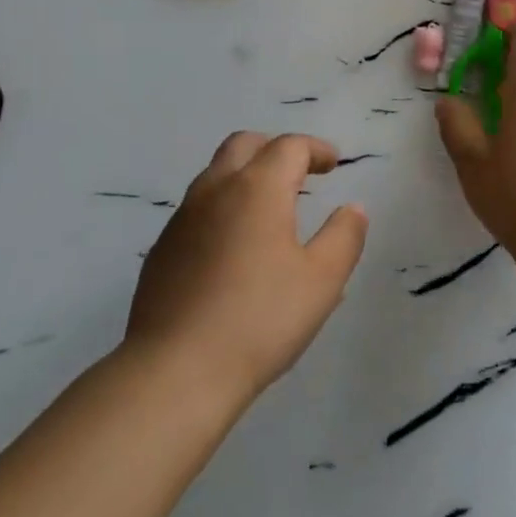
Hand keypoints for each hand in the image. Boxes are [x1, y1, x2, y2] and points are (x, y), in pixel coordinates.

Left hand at [125, 133, 368, 404]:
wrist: (175, 371)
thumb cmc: (260, 320)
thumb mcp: (322, 280)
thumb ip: (344, 237)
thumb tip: (353, 209)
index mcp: (257, 188)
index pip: (289, 147)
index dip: (315, 149)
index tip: (334, 163)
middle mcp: (216, 190)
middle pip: (244, 145)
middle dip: (275, 149)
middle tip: (299, 172)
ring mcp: (182, 219)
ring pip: (216, 174)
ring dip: (246, 176)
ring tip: (270, 209)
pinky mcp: (162, 250)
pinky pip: (197, 209)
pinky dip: (223, 208)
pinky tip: (234, 248)